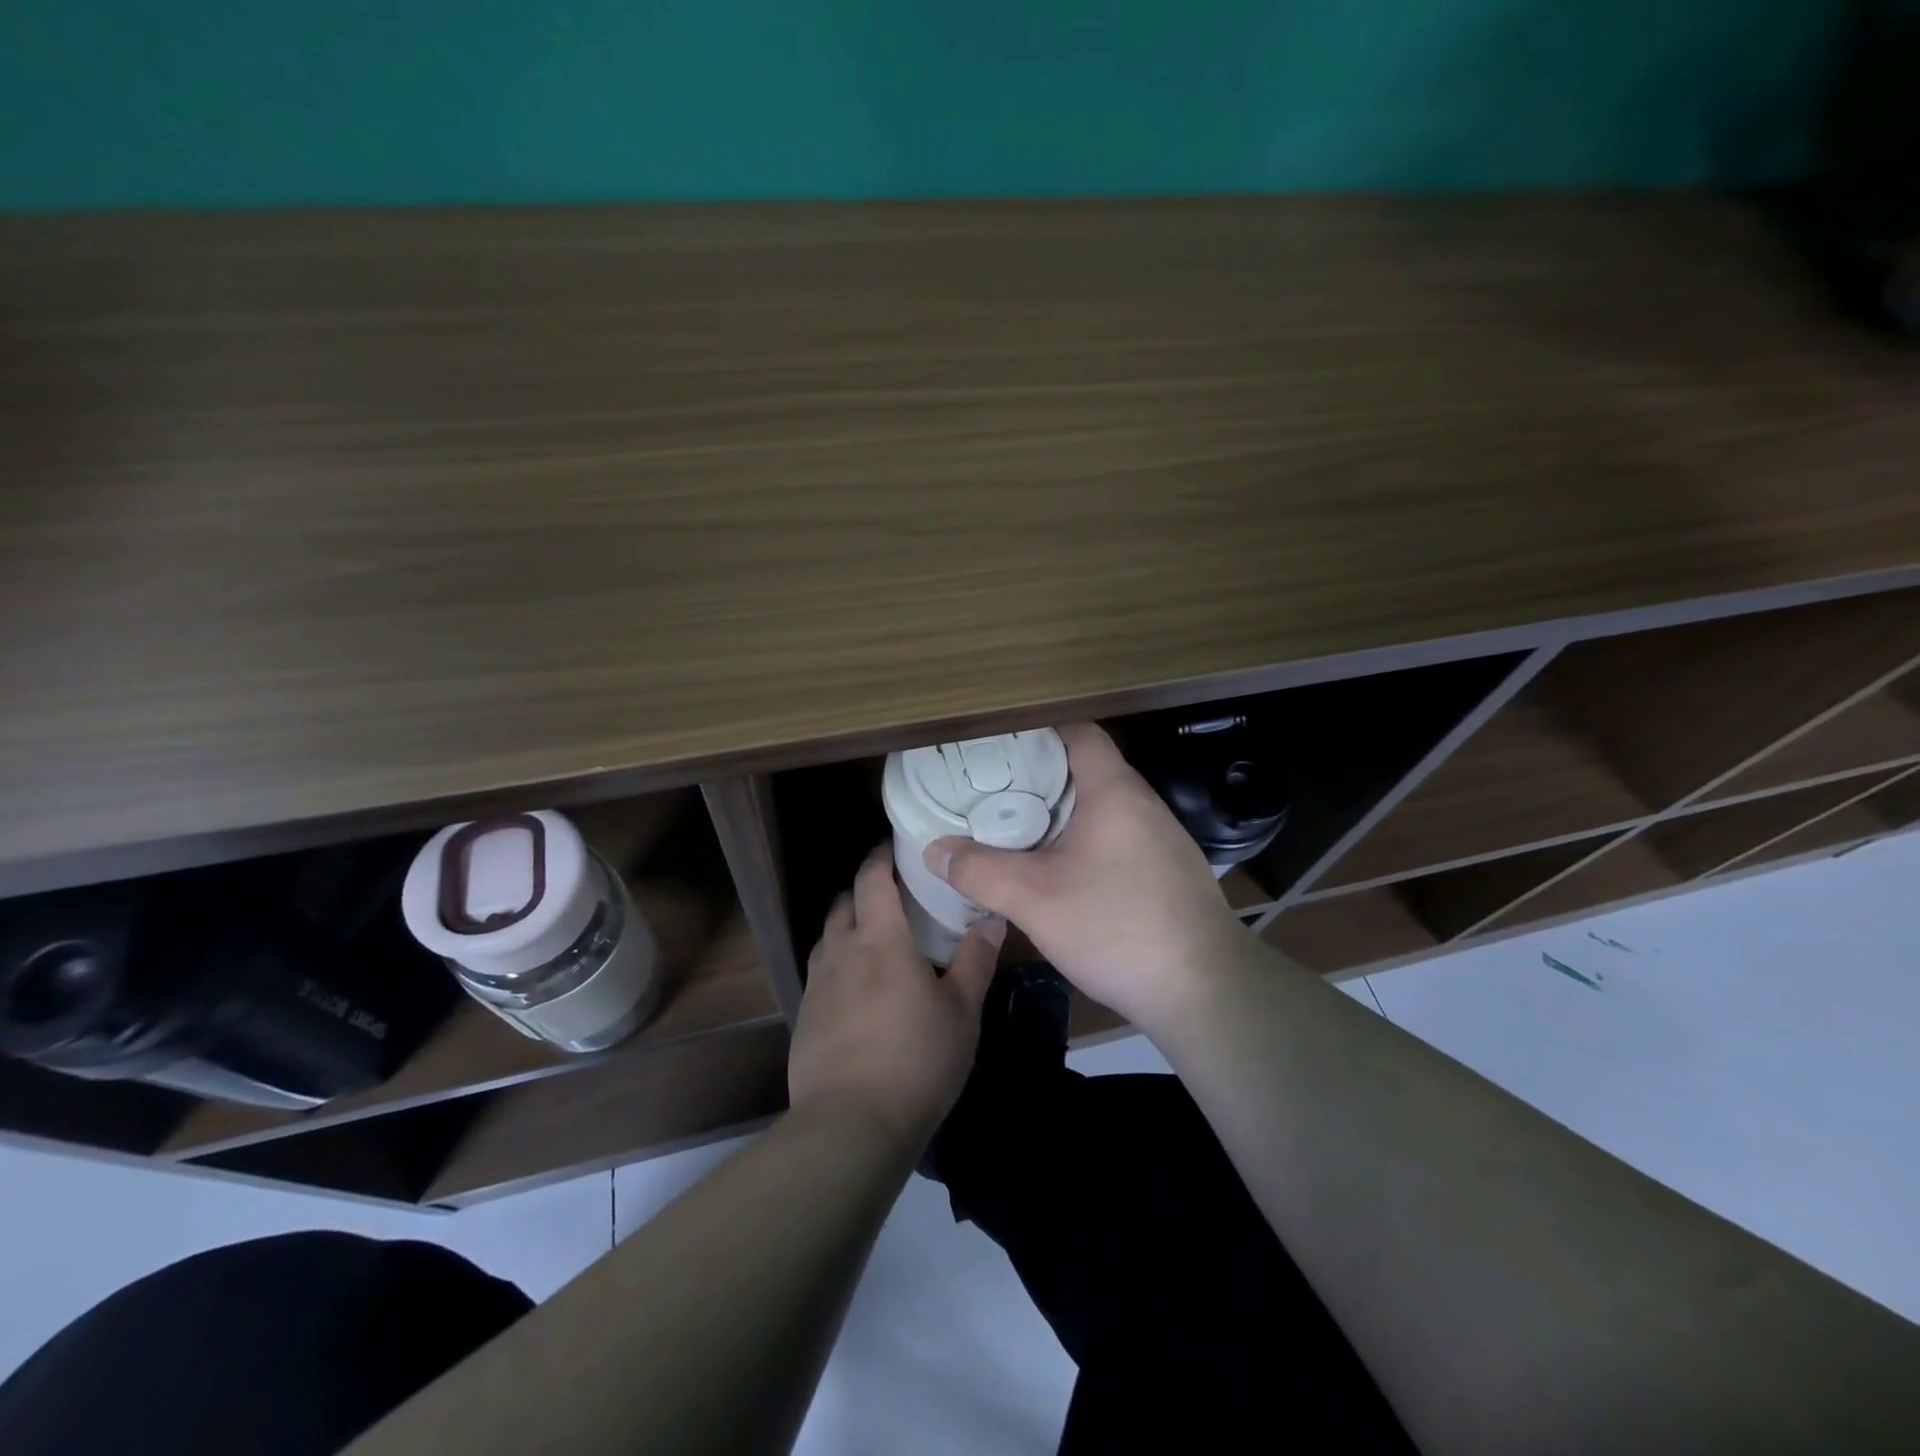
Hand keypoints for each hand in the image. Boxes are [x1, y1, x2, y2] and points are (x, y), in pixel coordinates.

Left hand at [788, 844, 1002, 1156]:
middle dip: (863, 888)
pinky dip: (837, 962)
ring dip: (847, 924)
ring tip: (873, 937)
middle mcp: (841, 951)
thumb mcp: (961, 1012)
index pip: (872, 879)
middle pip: (844, 902)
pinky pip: (820, 971)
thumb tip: (992, 919)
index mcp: (880, 940)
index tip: (894, 847)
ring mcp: (817, 984)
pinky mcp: (805, 1016)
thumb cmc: (916, 1060)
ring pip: (827, 936)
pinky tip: (856, 988)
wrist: (850, 1124)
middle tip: (892, 893)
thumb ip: (975, 961)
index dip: (880, 857)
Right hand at [923, 722, 1246, 1030]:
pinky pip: (1116, 837)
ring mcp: (1161, 839)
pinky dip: (1083, 840)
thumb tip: (934, 849)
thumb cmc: (1118, 927)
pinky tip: (1059, 871)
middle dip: (1037, 776)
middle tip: (989, 790)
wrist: (1205, 991)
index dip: (1037, 730)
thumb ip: (980, 871)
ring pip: (1101, 807)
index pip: (1078, 732)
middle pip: (1085, 769)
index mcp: (1114, 790)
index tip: (996, 744)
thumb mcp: (1035, 899)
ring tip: (1014, 827)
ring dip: (1059, 813)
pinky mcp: (1167, 872)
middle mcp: (1142, 803)